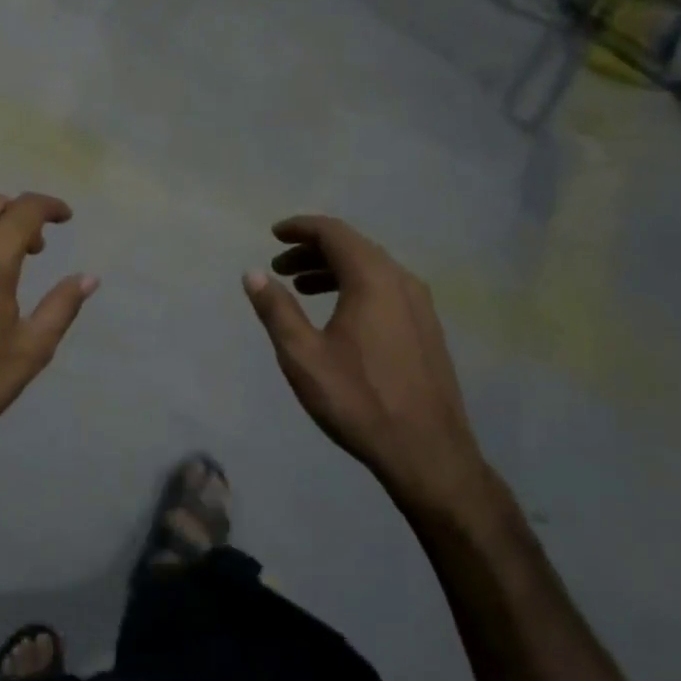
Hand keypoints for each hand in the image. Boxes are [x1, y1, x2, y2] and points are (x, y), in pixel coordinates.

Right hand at [244, 216, 490, 513]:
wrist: (427, 452)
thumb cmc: (358, 400)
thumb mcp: (303, 355)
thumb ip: (276, 309)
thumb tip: (253, 274)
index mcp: (373, 280)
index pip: (334, 233)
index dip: (301, 228)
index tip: (274, 234)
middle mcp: (402, 282)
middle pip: (354, 247)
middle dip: (313, 250)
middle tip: (280, 266)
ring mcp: (420, 305)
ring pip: (372, 269)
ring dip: (333, 270)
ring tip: (301, 288)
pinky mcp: (427, 328)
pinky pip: (386, 289)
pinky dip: (355, 287)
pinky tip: (339, 314)